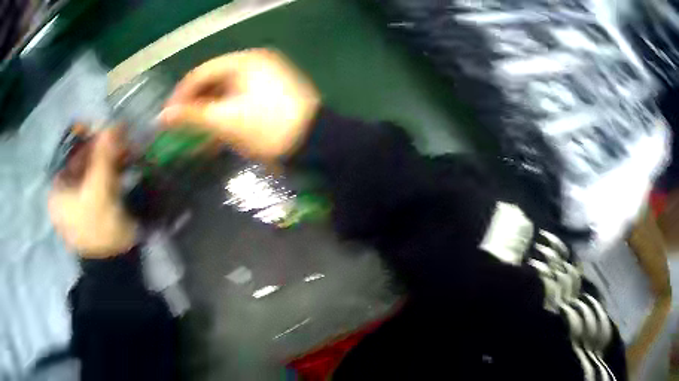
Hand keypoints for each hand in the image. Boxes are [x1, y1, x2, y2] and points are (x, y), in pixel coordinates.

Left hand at [49, 128, 136, 258]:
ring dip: (106, 160)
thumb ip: (103, 156)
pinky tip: (121, 166)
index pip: (68, 154)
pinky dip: (108, 172)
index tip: (102, 130)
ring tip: (124, 151)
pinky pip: (97, 182)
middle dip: (98, 149)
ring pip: (90, 171)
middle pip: (79, 162)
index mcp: (56, 192)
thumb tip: (113, 124)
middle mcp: (63, 194)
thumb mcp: (99, 191)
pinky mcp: (91, 208)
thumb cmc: (98, 229)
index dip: (84, 140)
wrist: (114, 265)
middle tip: (118, 139)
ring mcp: (77, 203)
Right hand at [160, 49, 319, 160]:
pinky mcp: (271, 97)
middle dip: (195, 107)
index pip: (202, 73)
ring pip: (226, 95)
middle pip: (214, 83)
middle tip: (180, 128)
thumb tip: (163, 116)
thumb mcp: (226, 121)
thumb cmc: (269, 128)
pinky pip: (239, 103)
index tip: (167, 117)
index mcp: (245, 61)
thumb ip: (192, 116)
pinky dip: (225, 119)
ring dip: (209, 116)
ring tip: (195, 136)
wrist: (316, 145)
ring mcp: (265, 80)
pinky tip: (215, 138)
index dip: (181, 95)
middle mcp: (255, 65)